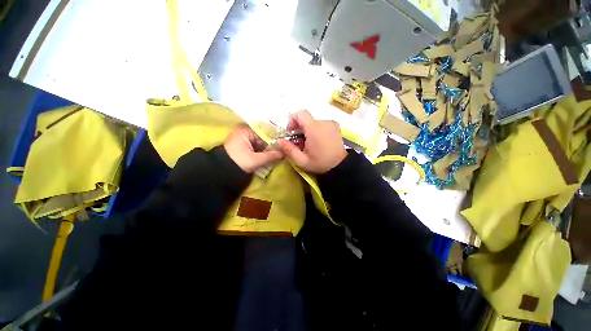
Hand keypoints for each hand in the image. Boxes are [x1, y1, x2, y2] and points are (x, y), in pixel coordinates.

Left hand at [224, 124, 282, 172]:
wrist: (221, 171)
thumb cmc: (237, 162)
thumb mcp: (255, 160)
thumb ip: (270, 156)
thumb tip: (284, 153)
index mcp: (246, 130)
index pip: (266, 132)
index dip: (276, 139)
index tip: (284, 146)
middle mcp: (245, 130)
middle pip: (264, 136)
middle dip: (273, 145)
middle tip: (283, 151)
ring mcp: (245, 137)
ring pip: (262, 142)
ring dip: (269, 149)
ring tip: (279, 153)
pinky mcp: (245, 144)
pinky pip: (258, 145)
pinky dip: (264, 151)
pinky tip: (271, 155)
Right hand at [277, 110, 346, 173]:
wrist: (340, 165)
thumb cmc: (320, 163)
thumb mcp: (302, 160)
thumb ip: (289, 149)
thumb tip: (278, 140)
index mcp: (314, 129)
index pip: (300, 114)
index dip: (293, 120)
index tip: (291, 132)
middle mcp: (323, 122)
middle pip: (306, 119)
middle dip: (300, 129)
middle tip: (300, 143)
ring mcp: (330, 123)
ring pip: (313, 122)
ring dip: (308, 131)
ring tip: (310, 144)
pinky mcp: (335, 126)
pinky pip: (321, 124)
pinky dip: (316, 130)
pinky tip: (318, 142)